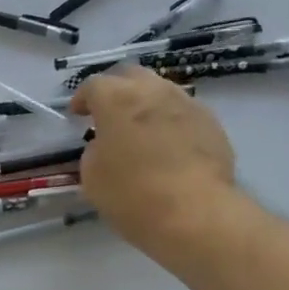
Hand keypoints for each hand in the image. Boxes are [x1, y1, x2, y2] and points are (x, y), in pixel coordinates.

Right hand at [69, 68, 242, 261]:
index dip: (82, 99)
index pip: (94, 85)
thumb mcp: (92, 177)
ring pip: (161, 91)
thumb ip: (94, 151)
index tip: (77, 115)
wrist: (194, 213)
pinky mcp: (211, 123)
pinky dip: (170, 123)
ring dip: (146, 104)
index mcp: (117, 99)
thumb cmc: (132, 195)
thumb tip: (105, 145)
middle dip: (116, 90)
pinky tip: (169, 147)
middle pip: (131, 76)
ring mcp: (187, 104)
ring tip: (141, 130)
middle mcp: (153, 91)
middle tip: (108, 115)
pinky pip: (183, 113)